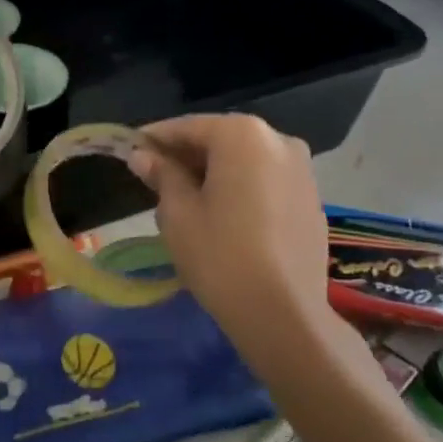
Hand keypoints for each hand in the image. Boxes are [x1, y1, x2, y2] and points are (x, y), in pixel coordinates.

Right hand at [127, 114, 333, 371]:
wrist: (284, 314)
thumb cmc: (219, 255)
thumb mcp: (177, 212)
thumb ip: (161, 175)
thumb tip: (143, 155)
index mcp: (242, 135)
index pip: (187, 127)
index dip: (155, 138)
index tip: (130, 150)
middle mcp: (278, 141)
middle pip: (219, 139)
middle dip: (186, 155)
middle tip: (153, 176)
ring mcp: (302, 170)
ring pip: (244, 160)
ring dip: (213, 171)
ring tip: (184, 198)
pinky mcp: (312, 200)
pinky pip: (265, 181)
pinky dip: (240, 188)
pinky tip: (220, 215)